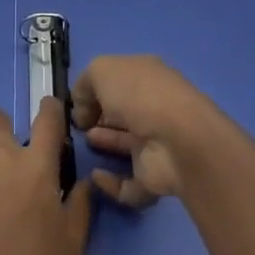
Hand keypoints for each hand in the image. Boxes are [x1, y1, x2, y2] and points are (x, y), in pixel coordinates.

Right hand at [71, 55, 217, 207]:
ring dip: (105, 144)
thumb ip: (84, 84)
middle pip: (123, 111)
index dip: (96, 89)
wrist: (176, 141)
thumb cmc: (137, 95)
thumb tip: (83, 109)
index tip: (77, 103)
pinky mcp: (155, 177)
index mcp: (146, 76)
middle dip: (100, 116)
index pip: (119, 80)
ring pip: (127, 144)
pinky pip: (128, 183)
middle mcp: (153, 106)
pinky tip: (96, 176)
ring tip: (85, 142)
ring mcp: (158, 142)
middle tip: (79, 124)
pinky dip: (111, 184)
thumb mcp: (101, 70)